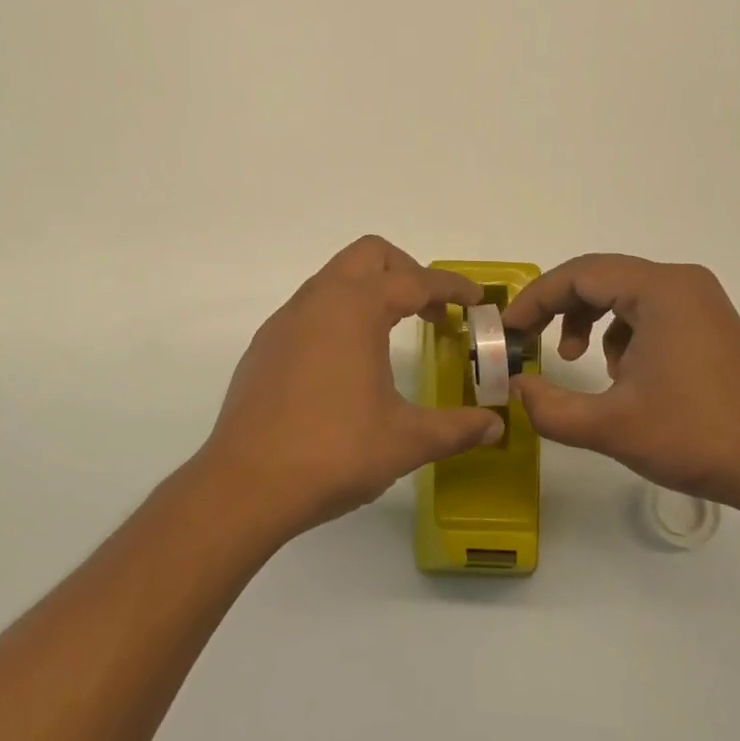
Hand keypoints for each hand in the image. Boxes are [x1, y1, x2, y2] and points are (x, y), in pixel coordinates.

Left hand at [196, 236, 504, 541]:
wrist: (245, 484)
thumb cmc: (333, 452)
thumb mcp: (406, 441)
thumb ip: (456, 428)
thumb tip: (494, 426)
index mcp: (356, 308)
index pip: (415, 280)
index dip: (451, 287)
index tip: (476, 300)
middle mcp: (318, 300)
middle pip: (369, 256)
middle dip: (407, 272)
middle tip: (432, 311)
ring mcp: (286, 320)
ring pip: (335, 278)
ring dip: (370, 291)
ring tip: (394, 333)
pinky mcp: (266, 344)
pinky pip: (311, 307)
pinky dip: (340, 314)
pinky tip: (348, 361)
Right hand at [503, 254, 739, 510]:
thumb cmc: (696, 437)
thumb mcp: (610, 427)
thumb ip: (550, 407)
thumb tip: (515, 387)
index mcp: (660, 289)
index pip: (579, 274)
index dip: (536, 299)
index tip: (508, 330)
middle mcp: (680, 282)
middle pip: (600, 277)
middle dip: (558, 308)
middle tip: (530, 341)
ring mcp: (699, 301)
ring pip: (622, 293)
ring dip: (588, 320)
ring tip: (575, 360)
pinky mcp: (708, 323)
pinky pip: (647, 310)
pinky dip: (619, 332)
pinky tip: (620, 374)